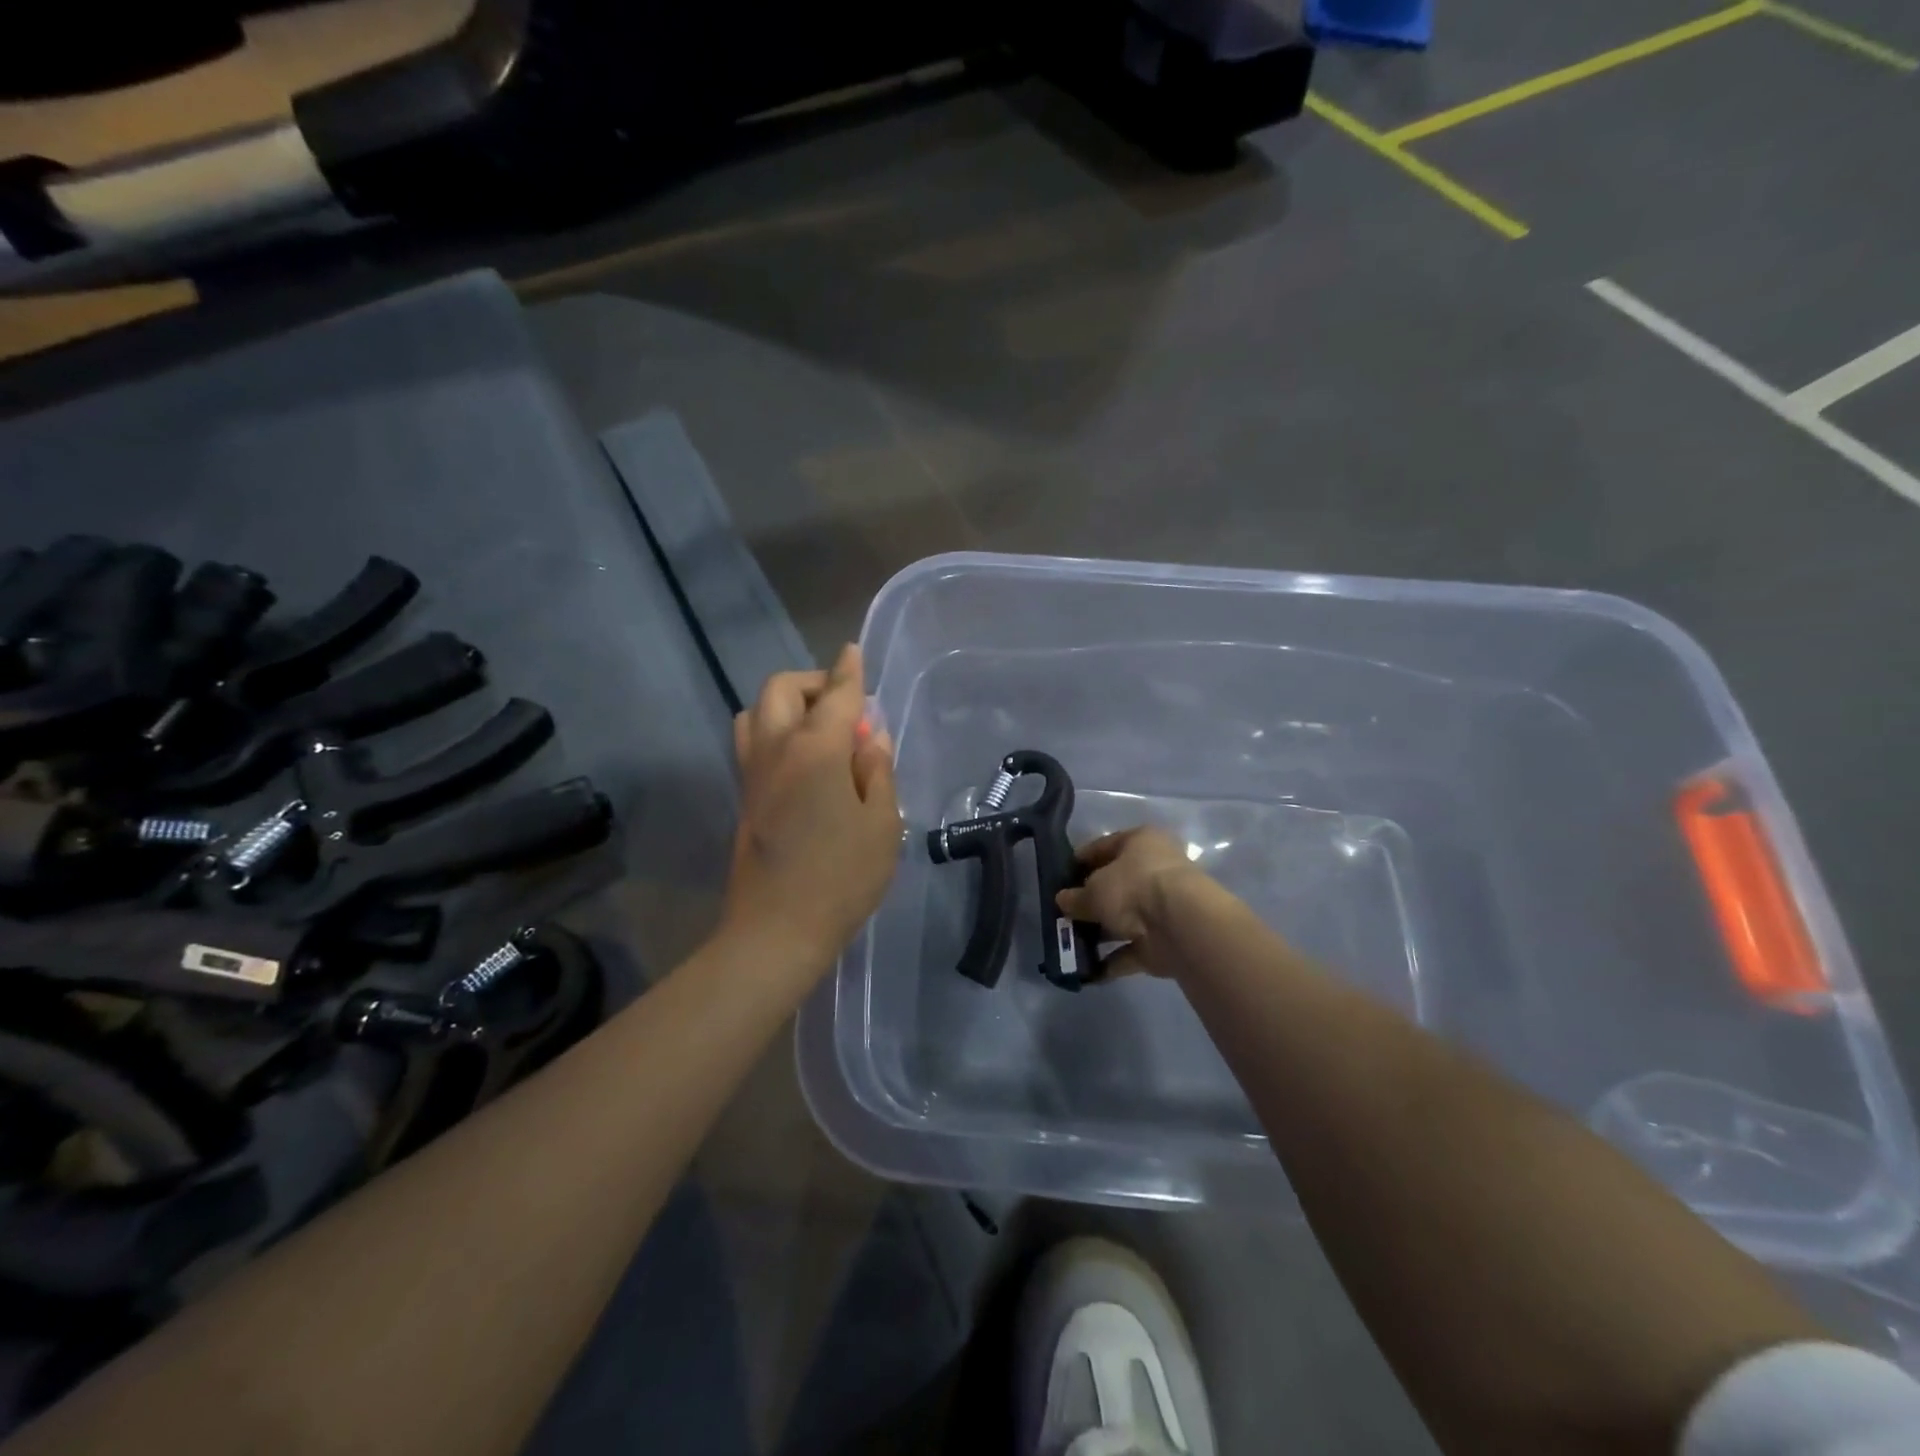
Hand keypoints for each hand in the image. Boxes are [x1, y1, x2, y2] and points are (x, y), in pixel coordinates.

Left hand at [721, 644, 900, 970]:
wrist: (777, 930)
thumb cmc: (842, 877)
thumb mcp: (882, 824)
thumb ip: (877, 770)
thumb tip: (869, 736)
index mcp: (815, 750)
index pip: (836, 695)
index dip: (849, 672)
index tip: (854, 652)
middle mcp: (776, 750)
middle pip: (781, 690)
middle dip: (812, 683)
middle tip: (844, 705)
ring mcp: (753, 773)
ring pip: (756, 712)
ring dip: (786, 705)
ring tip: (819, 729)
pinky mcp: (744, 796)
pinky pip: (752, 740)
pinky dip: (775, 730)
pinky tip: (803, 759)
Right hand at [1055, 826, 1206, 979]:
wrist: (1180, 927)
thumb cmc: (1134, 887)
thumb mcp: (1094, 889)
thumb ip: (1076, 896)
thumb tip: (1062, 900)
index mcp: (1142, 842)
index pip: (1104, 846)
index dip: (1080, 861)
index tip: (1059, 877)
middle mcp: (1156, 870)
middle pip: (1116, 884)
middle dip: (1089, 901)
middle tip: (1062, 913)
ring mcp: (1163, 907)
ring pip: (1123, 918)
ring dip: (1099, 933)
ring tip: (1068, 944)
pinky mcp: (1165, 940)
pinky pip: (1132, 949)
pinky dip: (1112, 960)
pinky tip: (1087, 971)